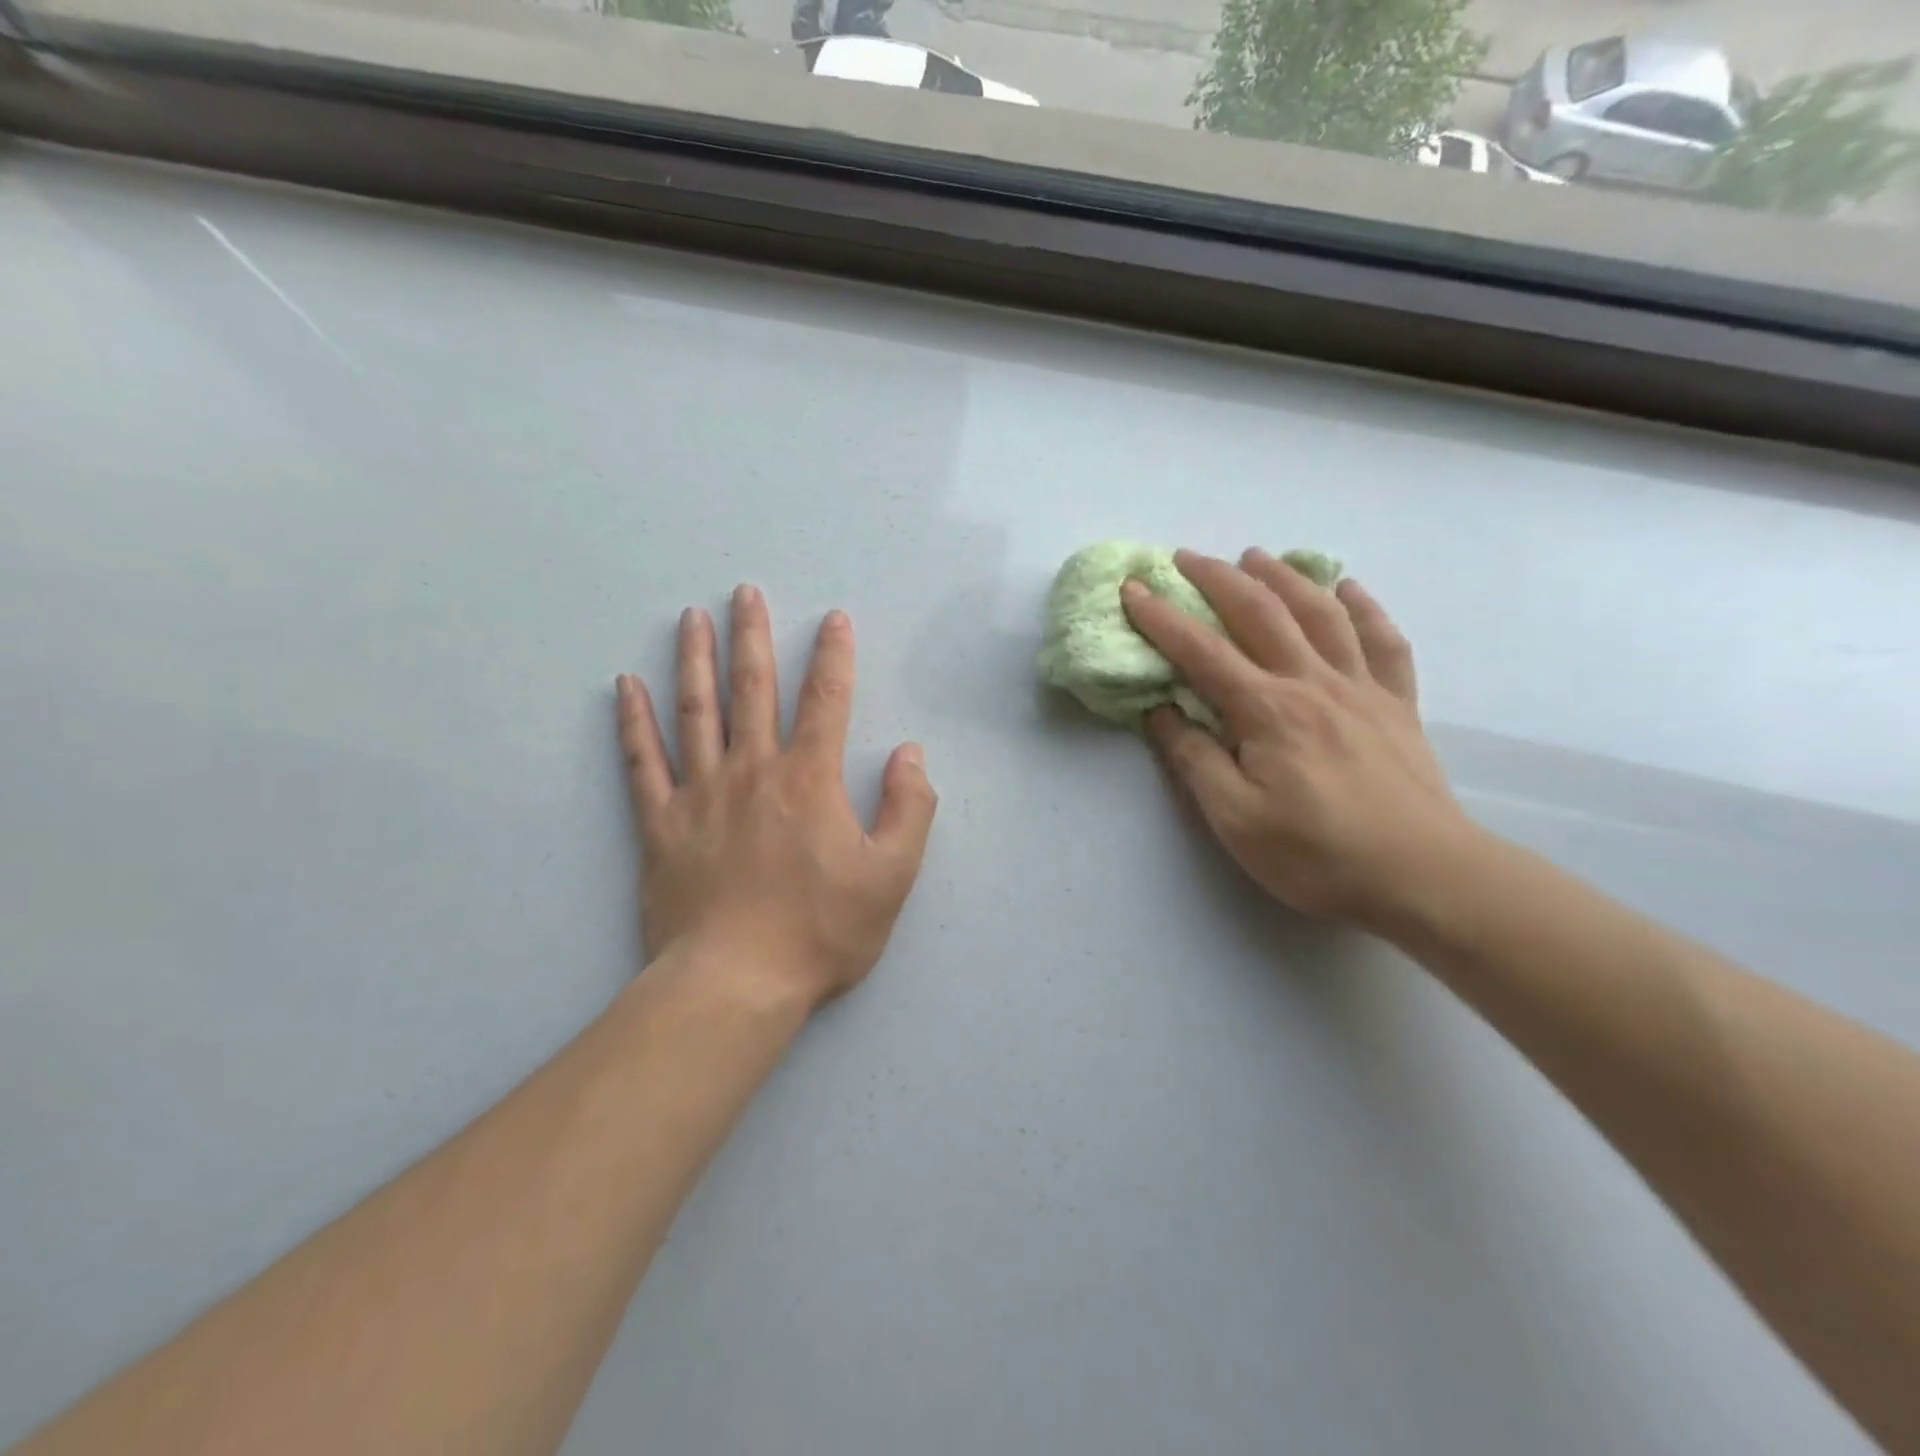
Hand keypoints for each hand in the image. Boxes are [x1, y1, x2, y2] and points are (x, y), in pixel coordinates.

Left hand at [615, 587, 936, 1008]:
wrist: (736, 983)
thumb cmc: (821, 932)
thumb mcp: (891, 876)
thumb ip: (908, 809)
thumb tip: (909, 753)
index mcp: (809, 780)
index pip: (826, 700)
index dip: (833, 656)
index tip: (833, 619)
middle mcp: (753, 771)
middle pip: (753, 689)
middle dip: (752, 636)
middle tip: (744, 592)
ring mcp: (700, 794)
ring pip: (696, 712)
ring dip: (695, 660)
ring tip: (690, 618)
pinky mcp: (660, 825)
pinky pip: (642, 762)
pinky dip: (632, 722)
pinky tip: (625, 687)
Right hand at [1122, 549, 1471, 929]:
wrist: (1422, 876)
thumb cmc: (1316, 854)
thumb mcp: (1235, 819)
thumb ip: (1194, 760)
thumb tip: (1160, 712)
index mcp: (1267, 710)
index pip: (1201, 652)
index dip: (1161, 618)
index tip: (1132, 590)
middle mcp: (1312, 682)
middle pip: (1261, 613)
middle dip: (1217, 579)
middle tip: (1186, 558)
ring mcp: (1361, 688)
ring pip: (1320, 613)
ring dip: (1284, 576)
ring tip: (1256, 556)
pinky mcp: (1397, 704)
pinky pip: (1384, 640)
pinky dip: (1364, 607)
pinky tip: (1348, 587)